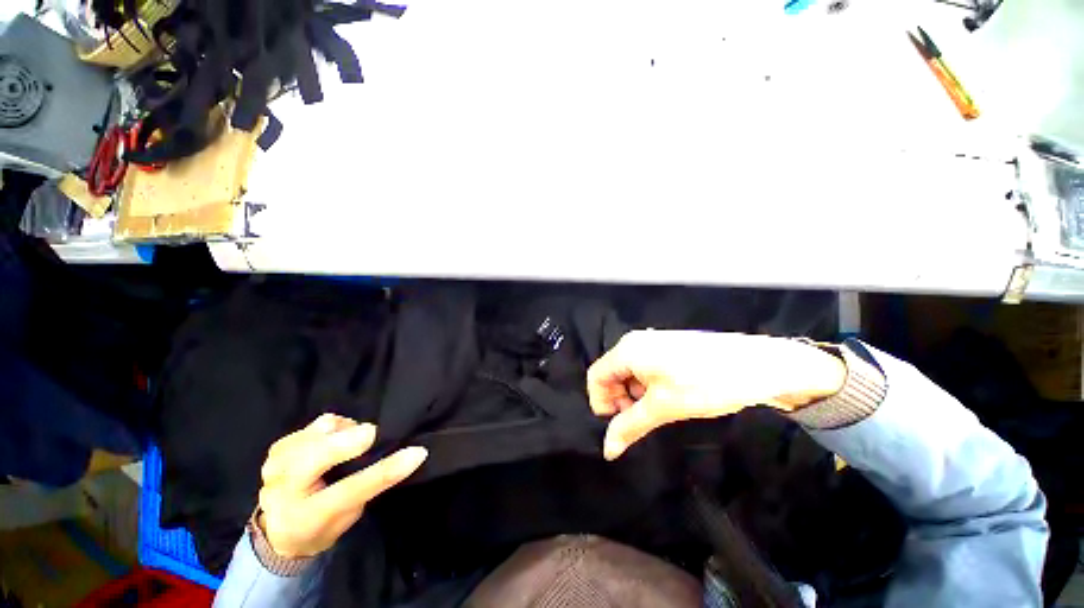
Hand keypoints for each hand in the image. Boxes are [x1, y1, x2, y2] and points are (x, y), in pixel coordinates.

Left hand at [257, 414, 427, 558]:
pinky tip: (338, 438)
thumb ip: (370, 486)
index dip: (385, 470)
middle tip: (373, 434)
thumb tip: (406, 453)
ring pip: (317, 434)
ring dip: (344, 431)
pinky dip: (334, 427)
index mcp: (306, 517)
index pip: (351, 491)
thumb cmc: (322, 526)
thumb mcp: (349, 517)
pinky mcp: (279, 447)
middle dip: (348, 441)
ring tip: (354, 441)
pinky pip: (314, 426)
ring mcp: (276, 465)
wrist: (280, 529)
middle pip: (318, 457)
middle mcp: (283, 490)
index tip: (417, 452)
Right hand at [587, 330, 846, 459]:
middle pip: (611, 374)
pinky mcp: (667, 348)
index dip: (601, 403)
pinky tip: (669, 397)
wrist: (759, 364)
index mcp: (627, 350)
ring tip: (658, 410)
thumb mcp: (664, 407)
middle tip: (640, 421)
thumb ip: (630, 426)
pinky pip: (645, 368)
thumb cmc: (705, 383)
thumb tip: (607, 450)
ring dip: (635, 395)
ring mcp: (652, 343)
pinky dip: (648, 386)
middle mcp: (635, 342)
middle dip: (619, 400)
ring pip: (629, 373)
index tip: (619, 424)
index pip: (595, 377)